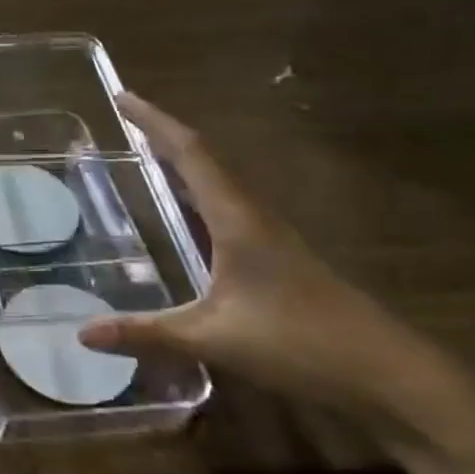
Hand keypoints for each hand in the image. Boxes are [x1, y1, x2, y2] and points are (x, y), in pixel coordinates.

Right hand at [80, 94, 474, 443]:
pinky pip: (226, 209)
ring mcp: (271, 238)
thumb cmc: (301, 344)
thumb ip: (146, 332)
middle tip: (125, 119)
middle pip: (205, 159)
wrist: (391, 377)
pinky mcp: (278, 260)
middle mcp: (255, 217)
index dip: (155, 122)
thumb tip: (83, 333)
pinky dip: (197, 195)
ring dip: (183, 163)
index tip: (121, 96)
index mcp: (239, 220)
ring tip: (146, 155)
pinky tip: (186, 214)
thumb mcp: (213, 338)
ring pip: (219, 184)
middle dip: (164, 136)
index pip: (191, 153)